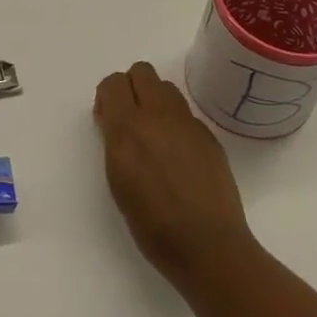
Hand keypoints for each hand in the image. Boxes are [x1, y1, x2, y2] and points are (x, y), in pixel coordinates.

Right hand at [94, 62, 253, 282]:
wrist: (208, 245)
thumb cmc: (152, 224)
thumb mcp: (118, 180)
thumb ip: (115, 142)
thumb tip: (117, 124)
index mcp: (128, 127)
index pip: (113, 83)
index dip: (107, 97)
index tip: (107, 121)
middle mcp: (158, 115)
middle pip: (141, 72)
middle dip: (131, 87)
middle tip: (129, 119)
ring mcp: (188, 123)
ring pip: (166, 88)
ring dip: (154, 100)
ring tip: (154, 135)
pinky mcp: (209, 136)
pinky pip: (186, 114)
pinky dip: (176, 123)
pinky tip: (178, 157)